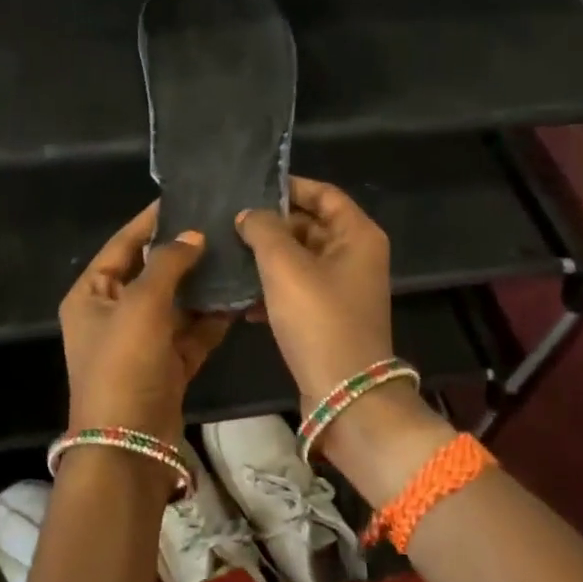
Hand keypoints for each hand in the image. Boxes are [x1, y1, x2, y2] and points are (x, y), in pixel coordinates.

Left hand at [60, 203, 232, 444]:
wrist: (128, 446)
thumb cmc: (123, 364)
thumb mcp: (141, 304)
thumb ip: (168, 263)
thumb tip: (192, 235)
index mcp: (92, 294)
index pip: (122, 245)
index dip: (150, 221)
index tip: (183, 197)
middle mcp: (114, 313)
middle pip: (152, 272)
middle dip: (184, 252)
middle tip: (220, 224)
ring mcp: (142, 341)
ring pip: (176, 302)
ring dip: (203, 285)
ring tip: (237, 254)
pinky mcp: (167, 364)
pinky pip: (191, 332)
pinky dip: (212, 318)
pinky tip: (240, 297)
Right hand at [237, 177, 451, 505]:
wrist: (343, 395)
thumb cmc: (319, 320)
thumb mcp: (285, 266)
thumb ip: (264, 230)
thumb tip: (249, 214)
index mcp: (357, 235)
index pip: (323, 193)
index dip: (289, 186)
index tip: (250, 187)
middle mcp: (354, 256)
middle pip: (309, 224)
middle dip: (271, 224)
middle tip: (227, 221)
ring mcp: (341, 288)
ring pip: (298, 258)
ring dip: (265, 257)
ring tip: (226, 253)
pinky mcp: (326, 316)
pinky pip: (295, 288)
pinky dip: (270, 288)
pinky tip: (238, 296)